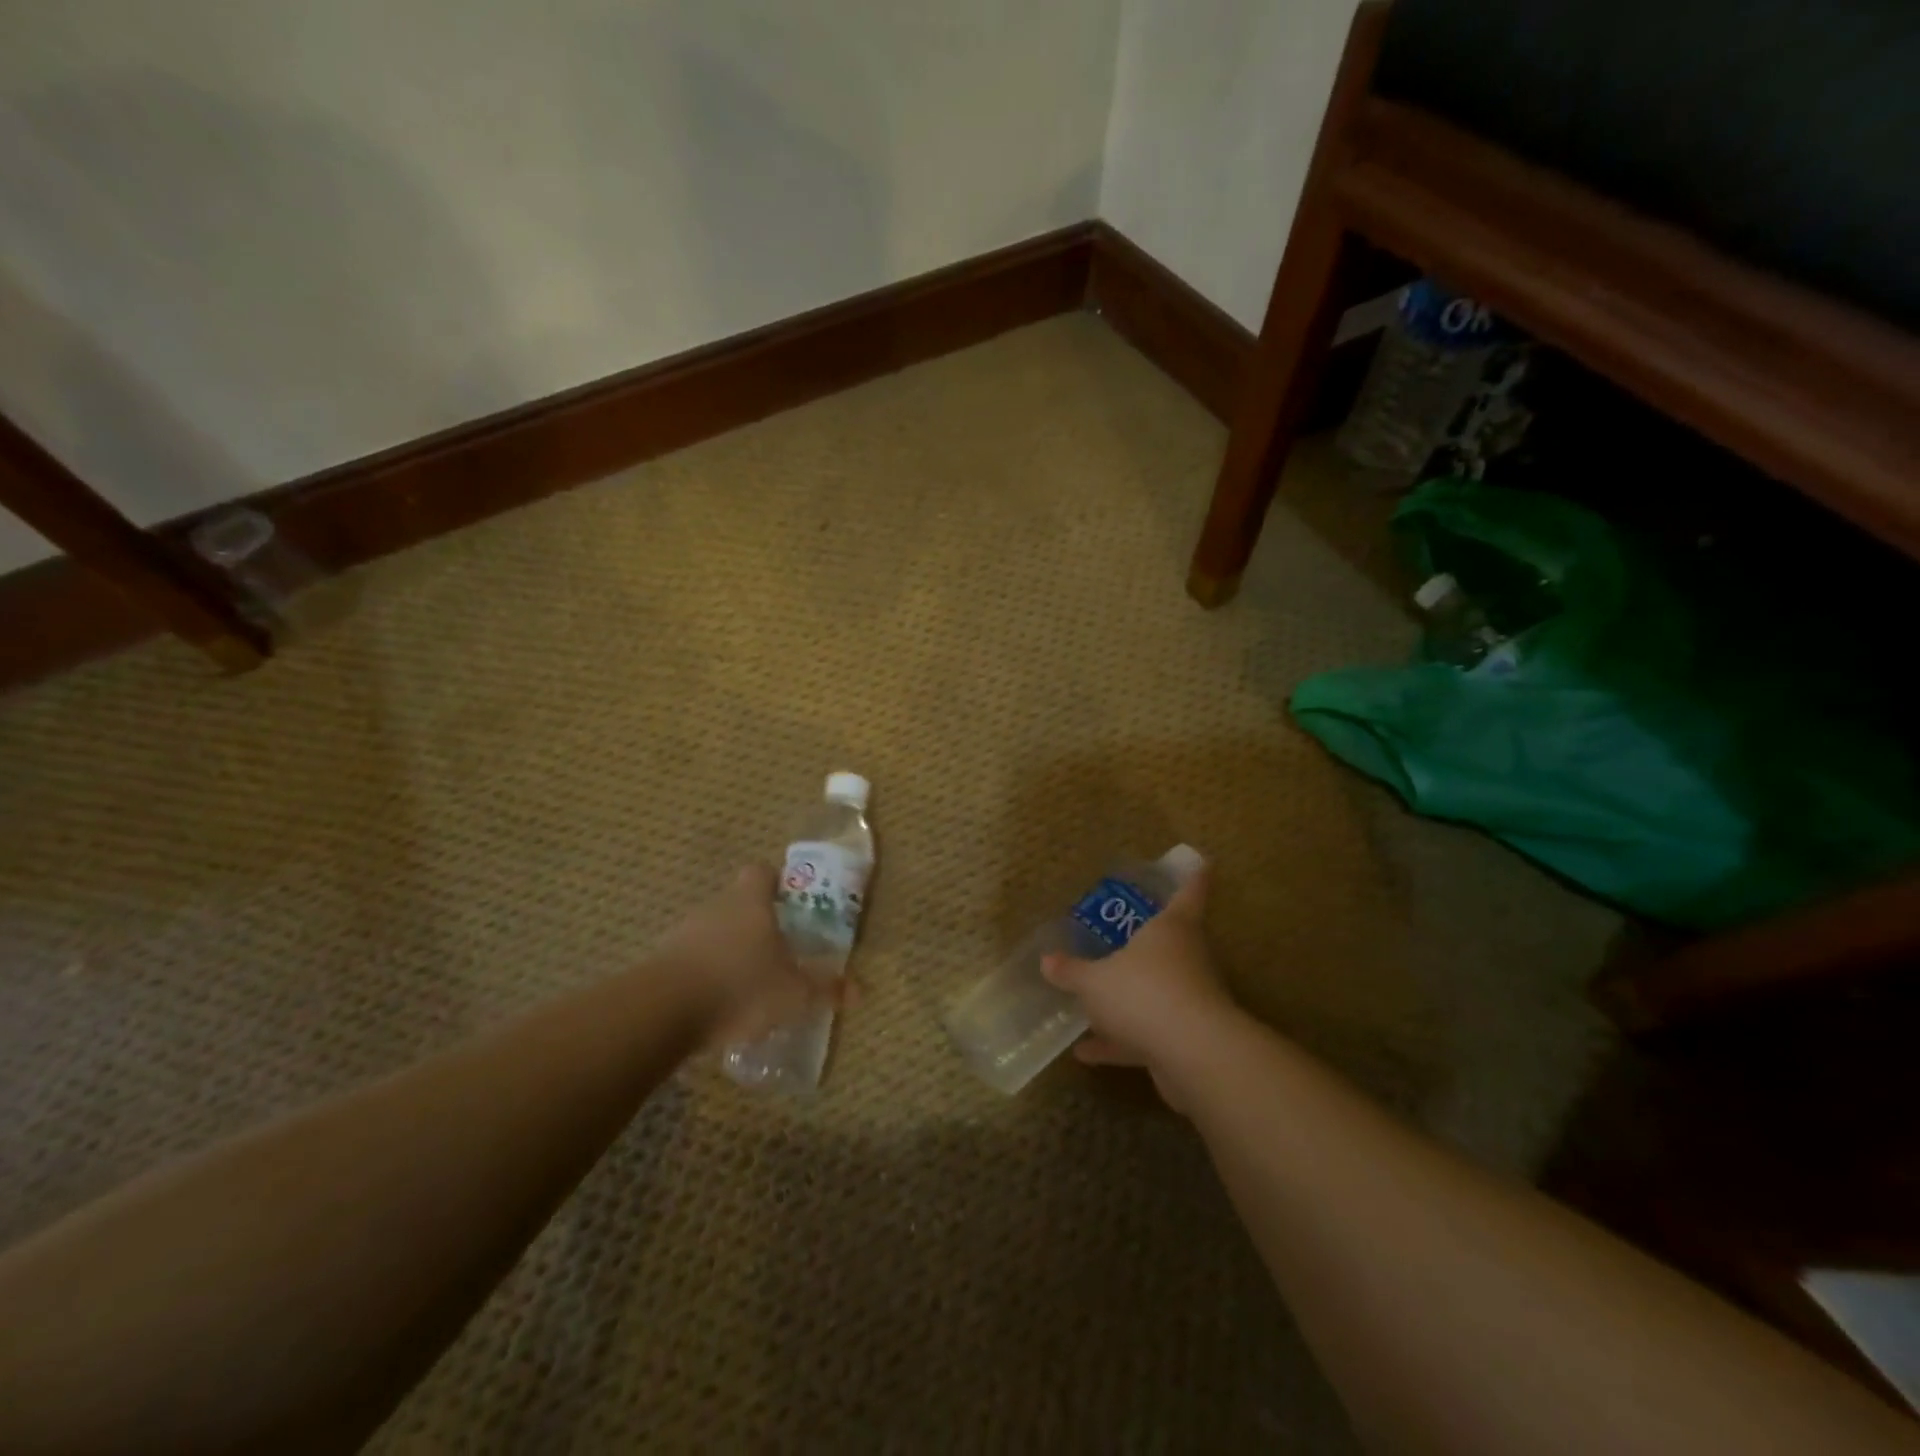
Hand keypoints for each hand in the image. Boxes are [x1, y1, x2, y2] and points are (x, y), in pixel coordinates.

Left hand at [653, 866, 833, 1047]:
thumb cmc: (740, 986)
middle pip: (737, 903)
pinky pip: (690, 960)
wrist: (663, 1010)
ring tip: (746, 983)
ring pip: (712, 932)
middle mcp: (716, 906)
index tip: (789, 903)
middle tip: (775, 951)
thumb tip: (858, 990)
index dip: (776, 883)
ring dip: (727, 951)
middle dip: (755, 924)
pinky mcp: (660, 961)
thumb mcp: (793, 993)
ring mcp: (683, 932)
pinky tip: (715, 1005)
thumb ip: (824, 989)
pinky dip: (703, 975)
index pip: (762, 872)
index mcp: (751, 901)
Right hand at [1041, 868, 1236, 1110]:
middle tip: (1121, 936)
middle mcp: (1187, 959)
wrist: (1192, 1055)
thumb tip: (1046, 960)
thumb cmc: (1144, 992)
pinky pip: (1147, 1034)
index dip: (1193, 879)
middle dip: (1147, 943)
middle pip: (1171, 943)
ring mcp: (1189, 1001)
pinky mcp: (1185, 1040)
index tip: (1202, 864)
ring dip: (1127, 1000)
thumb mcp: (1094, 980)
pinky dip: (1118, 1042)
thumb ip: (1071, 971)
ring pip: (1156, 992)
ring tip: (1091, 1005)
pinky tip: (1084, 1054)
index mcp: (1172, 929)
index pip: (1189, 894)